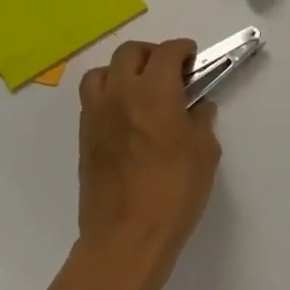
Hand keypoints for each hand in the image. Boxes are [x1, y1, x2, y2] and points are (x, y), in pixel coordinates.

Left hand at [74, 39, 220, 289]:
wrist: (125, 238)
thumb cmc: (174, 192)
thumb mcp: (205, 152)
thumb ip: (200, 120)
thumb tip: (196, 107)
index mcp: (154, 91)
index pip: (168, 52)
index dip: (184, 50)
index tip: (194, 61)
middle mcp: (121, 94)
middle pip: (130, 52)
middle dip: (152, 54)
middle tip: (170, 72)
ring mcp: (96, 115)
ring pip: (102, 72)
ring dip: (123, 72)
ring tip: (141, 90)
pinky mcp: (84, 138)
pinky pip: (93, 101)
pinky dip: (109, 96)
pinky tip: (127, 118)